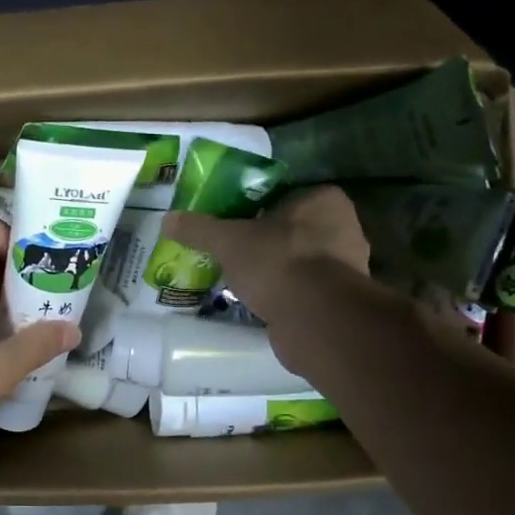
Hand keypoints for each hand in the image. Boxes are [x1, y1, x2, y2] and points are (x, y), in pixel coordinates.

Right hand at [163, 188, 375, 364]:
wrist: (315, 318)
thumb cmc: (277, 262)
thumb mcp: (228, 241)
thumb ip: (199, 228)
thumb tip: (168, 219)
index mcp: (323, 200)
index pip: (284, 196)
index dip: (256, 209)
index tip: (232, 224)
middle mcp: (343, 228)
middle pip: (291, 230)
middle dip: (264, 242)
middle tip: (232, 253)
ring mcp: (346, 267)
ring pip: (298, 261)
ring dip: (274, 271)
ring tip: (241, 280)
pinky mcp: (339, 301)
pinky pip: (303, 290)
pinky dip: (284, 295)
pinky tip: (259, 303)